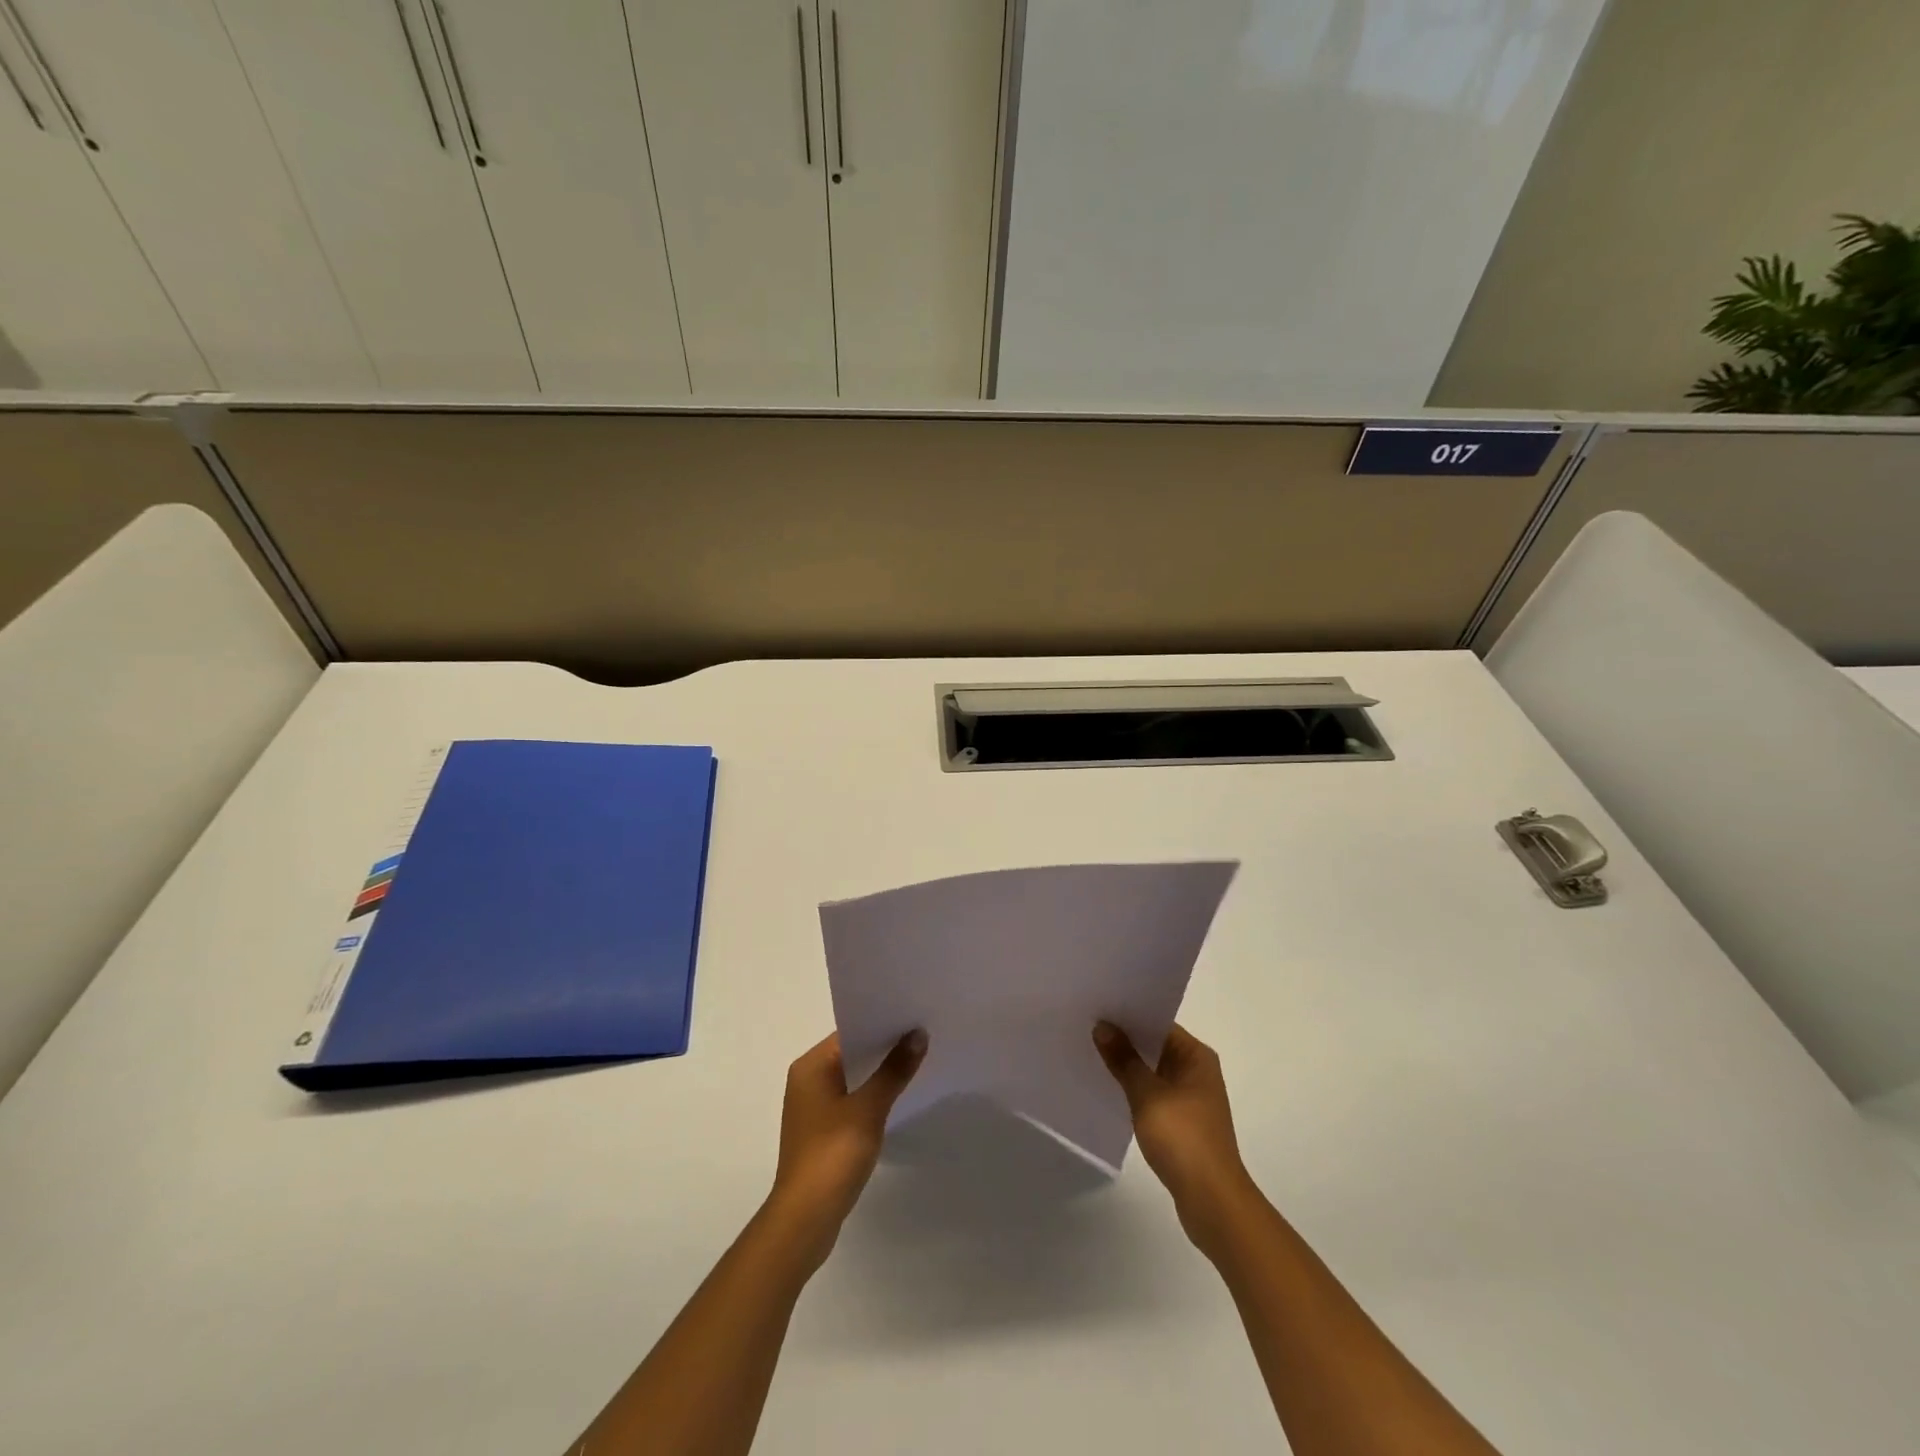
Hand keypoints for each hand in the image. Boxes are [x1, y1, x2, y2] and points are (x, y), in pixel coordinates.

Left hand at [766, 1030, 926, 1266]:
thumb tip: (918, 1034)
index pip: (850, 1032)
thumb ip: (894, 1070)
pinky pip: (851, 1101)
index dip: (882, 1025)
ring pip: (853, 1079)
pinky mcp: (822, 1131)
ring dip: (880, 1075)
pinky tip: (898, 1099)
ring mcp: (813, 1107)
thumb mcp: (868, 1109)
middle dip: (885, 1049)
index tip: (915, 1018)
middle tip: (924, 1037)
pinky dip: (872, 1097)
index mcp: (811, 1066)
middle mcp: (807, 1080)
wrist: (806, 1219)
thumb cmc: (832, 1154)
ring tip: (918, 1064)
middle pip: (852, 1054)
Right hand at [1094, 1021, 1255, 1250]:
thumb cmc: (1183, 1139)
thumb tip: (1102, 1026)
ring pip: (1152, 1071)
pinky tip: (1108, 1089)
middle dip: (1124, 1040)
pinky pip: (1153, 1095)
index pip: (1159, 1023)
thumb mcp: (1147, 1095)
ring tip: (1090, 1054)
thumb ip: (1124, 1060)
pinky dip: (1134, 1090)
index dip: (1128, 1015)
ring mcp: (1191, 1099)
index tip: (1097, 1008)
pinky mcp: (1182, 1123)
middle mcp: (1197, 1072)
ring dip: (1127, 1066)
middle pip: (1155, 1046)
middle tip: (1086, 1027)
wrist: (1212, 1202)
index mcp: (1196, 1057)